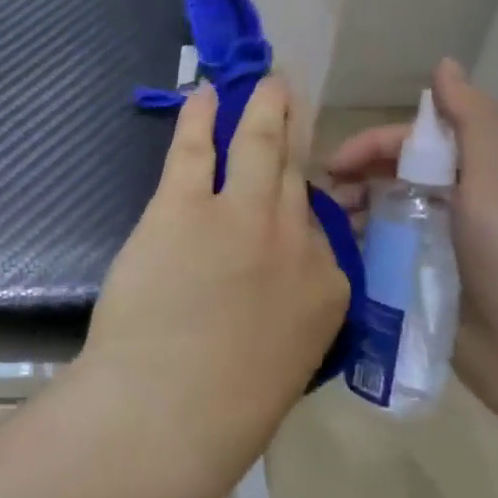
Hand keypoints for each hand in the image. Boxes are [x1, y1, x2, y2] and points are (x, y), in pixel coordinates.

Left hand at [78, 78, 347, 465]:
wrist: (169, 413)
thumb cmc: (223, 412)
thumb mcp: (283, 363)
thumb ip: (287, 315)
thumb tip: (267, 289)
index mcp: (328, 289)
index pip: (320, 229)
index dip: (301, 200)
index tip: (290, 181)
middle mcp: (296, 242)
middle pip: (297, 175)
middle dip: (293, 132)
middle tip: (288, 99)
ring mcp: (242, 217)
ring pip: (258, 145)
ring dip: (262, 108)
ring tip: (262, 83)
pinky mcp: (186, 207)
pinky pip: (198, 148)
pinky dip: (201, 116)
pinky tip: (204, 94)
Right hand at [325, 60, 497, 445]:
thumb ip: (472, 121)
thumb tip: (444, 62)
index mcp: (474, 174)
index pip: (409, 144)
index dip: (371, 146)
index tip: (333, 165)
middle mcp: (454, 204)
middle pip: (391, 176)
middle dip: (353, 180)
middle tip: (322, 202)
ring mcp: (438, 247)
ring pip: (382, 215)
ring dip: (352, 215)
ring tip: (326, 233)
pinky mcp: (425, 285)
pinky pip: (383, 255)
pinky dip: (360, 250)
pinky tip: (337, 259)